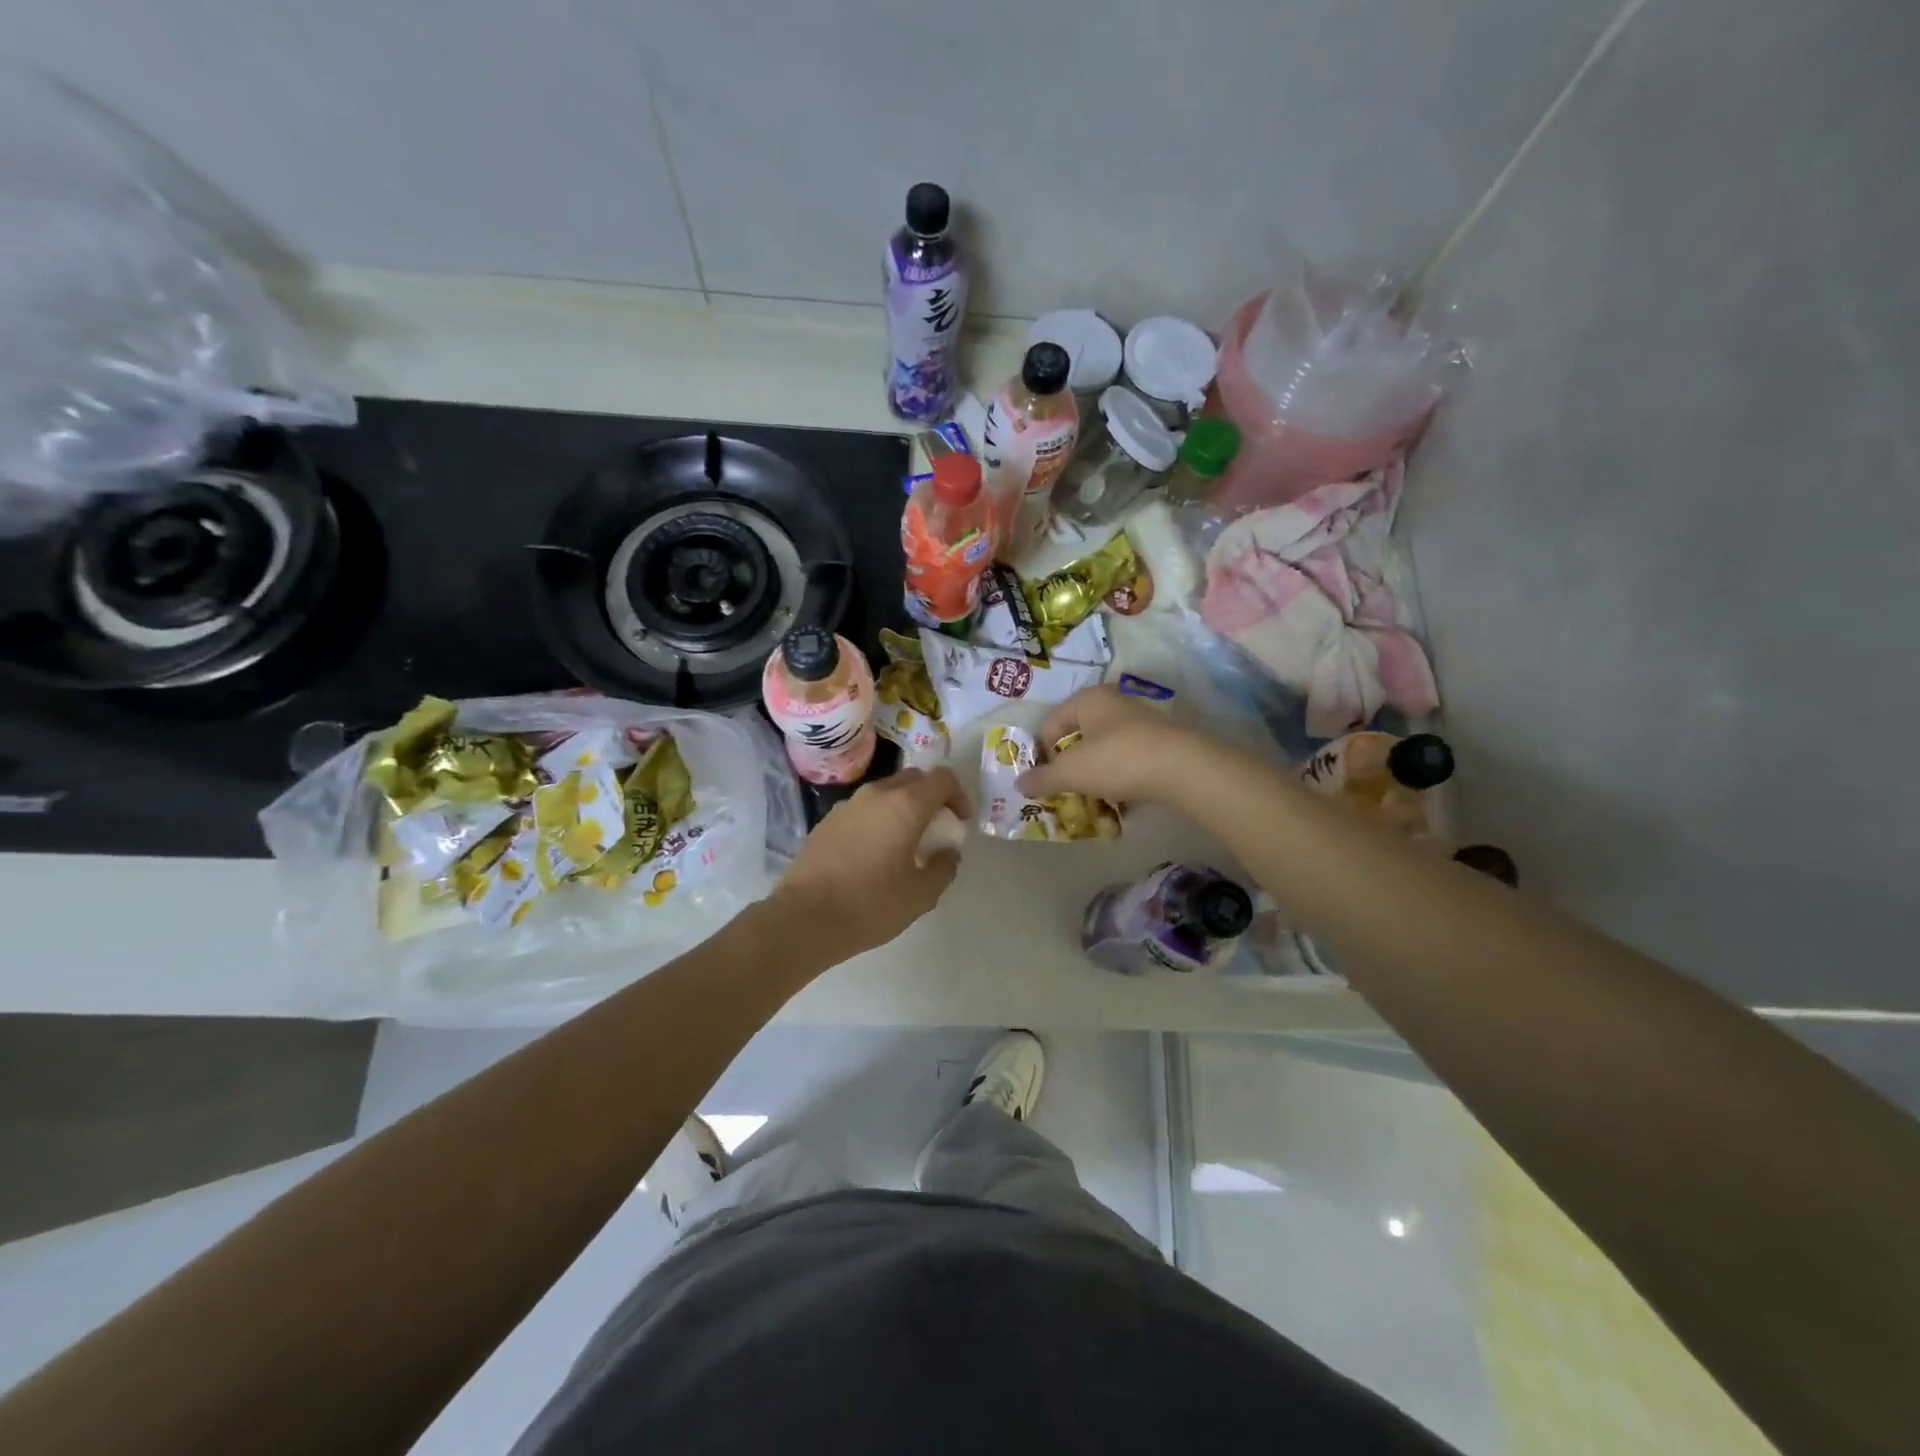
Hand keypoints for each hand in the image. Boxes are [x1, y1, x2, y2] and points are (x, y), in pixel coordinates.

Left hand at [773, 766, 970, 956]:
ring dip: (903, 808)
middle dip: (931, 798)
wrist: (803, 918)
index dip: (959, 796)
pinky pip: (863, 809)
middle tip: (936, 830)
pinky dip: (878, 819)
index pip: (942, 779)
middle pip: (914, 779)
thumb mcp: (921, 895)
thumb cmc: (870, 905)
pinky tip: (873, 854)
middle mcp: (876, 794)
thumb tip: (947, 853)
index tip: (959, 823)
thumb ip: (943, 868)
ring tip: (905, 844)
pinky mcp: (826, 821)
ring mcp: (847, 805)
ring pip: (886, 792)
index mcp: (906, 805)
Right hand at [1018, 685, 1201, 804]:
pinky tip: (1120, 800)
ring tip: (1093, 799)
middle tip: (1065, 790)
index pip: (1050, 724)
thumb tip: (1019, 784)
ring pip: (1103, 749)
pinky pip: (1127, 760)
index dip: (1041, 753)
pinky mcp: (1160, 742)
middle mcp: (1113, 703)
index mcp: (1088, 699)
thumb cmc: (1117, 759)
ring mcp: (1140, 722)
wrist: (1182, 768)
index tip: (1044, 781)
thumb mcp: (1071, 772)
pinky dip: (1119, 778)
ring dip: (1094, 774)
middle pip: (1078, 736)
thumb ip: (1042, 778)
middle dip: (1069, 765)